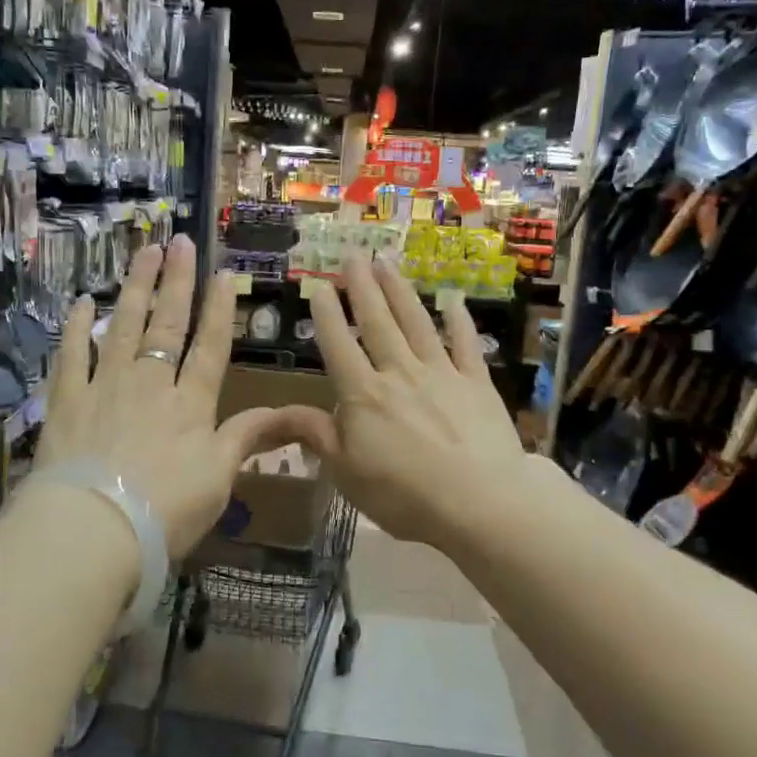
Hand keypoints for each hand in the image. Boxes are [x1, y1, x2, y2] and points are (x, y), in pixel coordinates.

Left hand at [35, 236, 306, 556]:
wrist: (95, 529)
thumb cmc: (167, 511)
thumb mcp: (220, 479)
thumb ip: (249, 438)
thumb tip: (295, 414)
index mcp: (191, 404)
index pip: (211, 347)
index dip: (219, 310)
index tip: (223, 273)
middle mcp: (151, 383)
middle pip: (167, 324)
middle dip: (176, 281)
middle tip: (180, 241)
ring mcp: (106, 386)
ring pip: (124, 326)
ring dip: (136, 287)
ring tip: (143, 252)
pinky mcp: (67, 400)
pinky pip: (72, 354)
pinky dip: (78, 327)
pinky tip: (85, 302)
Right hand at [283, 254, 530, 555]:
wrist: (480, 502)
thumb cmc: (404, 494)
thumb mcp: (345, 472)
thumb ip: (314, 435)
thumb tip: (276, 412)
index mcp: (363, 394)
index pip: (339, 345)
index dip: (327, 314)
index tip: (319, 285)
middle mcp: (399, 372)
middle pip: (377, 322)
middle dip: (362, 287)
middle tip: (354, 255)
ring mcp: (441, 373)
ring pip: (416, 323)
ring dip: (400, 291)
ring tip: (388, 263)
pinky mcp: (477, 383)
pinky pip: (465, 343)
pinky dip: (458, 319)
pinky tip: (453, 300)